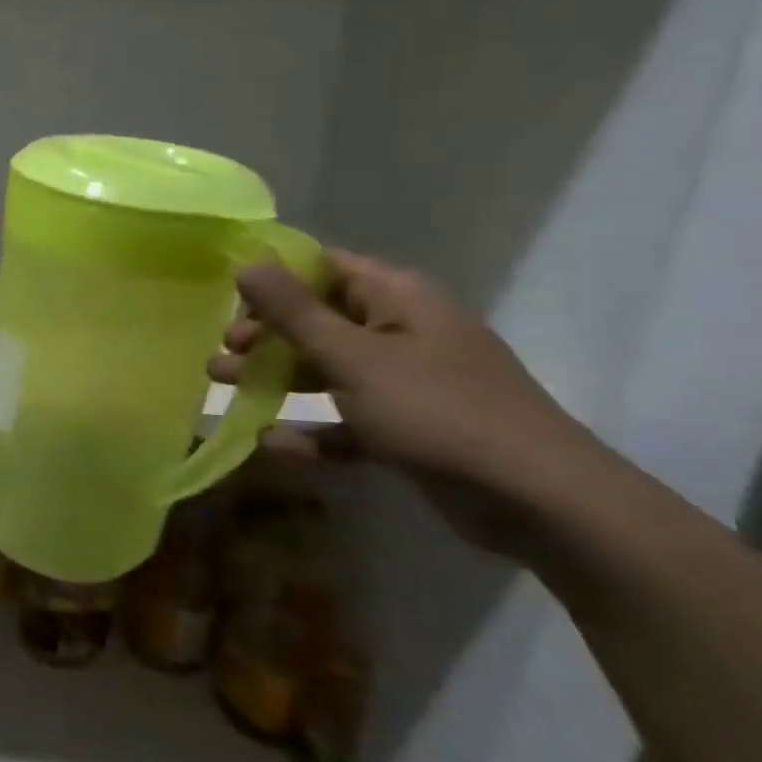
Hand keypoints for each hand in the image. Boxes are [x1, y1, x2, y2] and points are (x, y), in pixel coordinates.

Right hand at [208, 248, 600, 550]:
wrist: (538, 499)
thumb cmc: (435, 410)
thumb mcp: (352, 356)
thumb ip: (293, 310)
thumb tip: (247, 261)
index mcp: (397, 299)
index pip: (325, 267)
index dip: (274, 276)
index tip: (226, 293)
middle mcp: (402, 331)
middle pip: (319, 319)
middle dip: (265, 334)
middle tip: (223, 351)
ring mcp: (406, 382)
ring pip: (326, 369)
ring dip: (276, 377)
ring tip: (223, 386)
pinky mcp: (408, 429)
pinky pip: (346, 420)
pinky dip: (311, 429)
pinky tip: (272, 443)